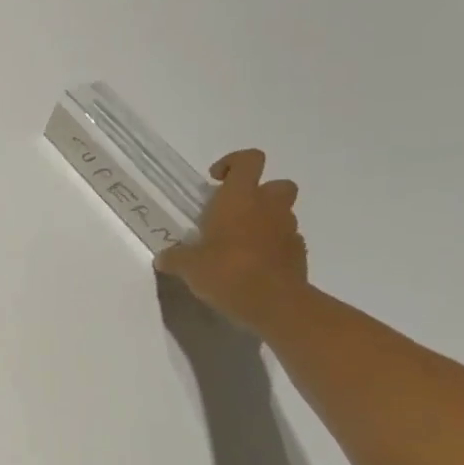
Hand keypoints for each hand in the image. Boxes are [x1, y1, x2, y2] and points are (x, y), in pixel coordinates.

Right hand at [155, 148, 307, 328]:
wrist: (276, 305)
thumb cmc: (227, 272)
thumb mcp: (188, 266)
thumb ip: (175, 257)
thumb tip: (164, 258)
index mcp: (240, 198)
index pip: (249, 160)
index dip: (233, 163)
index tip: (215, 180)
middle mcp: (269, 207)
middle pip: (276, 184)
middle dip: (259, 193)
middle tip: (233, 213)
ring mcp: (289, 231)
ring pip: (282, 214)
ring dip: (264, 222)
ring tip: (238, 245)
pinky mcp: (299, 255)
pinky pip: (286, 242)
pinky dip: (272, 247)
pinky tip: (253, 266)